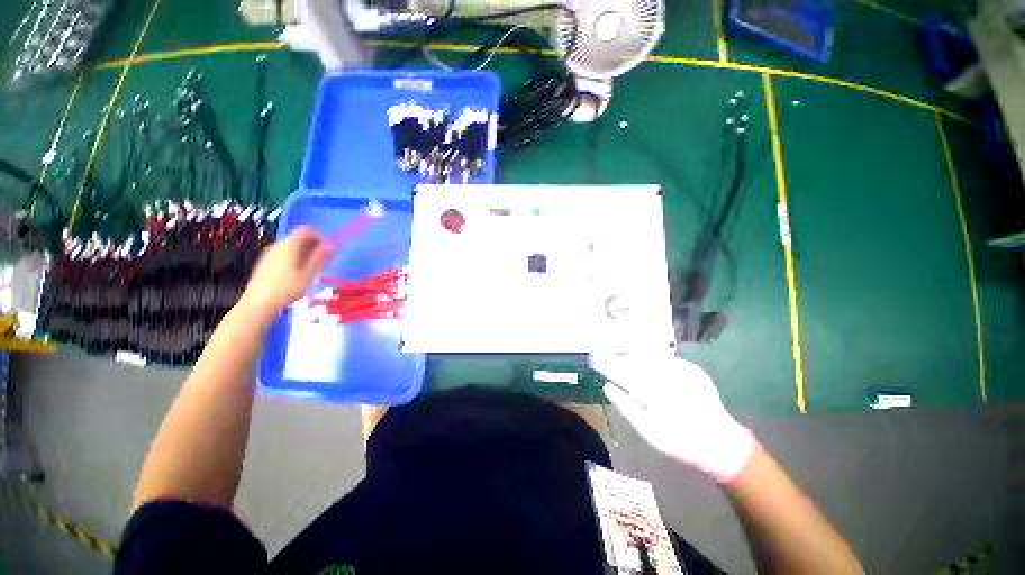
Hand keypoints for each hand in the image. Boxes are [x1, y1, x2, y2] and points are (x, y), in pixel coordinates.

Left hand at [239, 227, 330, 321]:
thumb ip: (319, 258)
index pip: (306, 230)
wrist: (259, 303)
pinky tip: (297, 275)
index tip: (326, 252)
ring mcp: (269, 254)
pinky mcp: (265, 263)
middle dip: (313, 247)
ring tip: (311, 271)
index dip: (319, 237)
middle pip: (299, 238)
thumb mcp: (308, 274)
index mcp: (289, 245)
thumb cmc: (287, 288)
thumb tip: (329, 246)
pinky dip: (295, 259)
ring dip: (305, 254)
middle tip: (323, 262)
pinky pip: (284, 254)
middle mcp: (278, 245)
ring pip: (292, 247)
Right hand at [592, 352, 754, 482]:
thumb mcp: (647, 430)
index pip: (623, 372)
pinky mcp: (693, 370)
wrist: (720, 443)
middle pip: (636, 360)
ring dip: (638, 361)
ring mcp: (682, 371)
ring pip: (650, 358)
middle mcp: (668, 377)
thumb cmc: (679, 441)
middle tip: (615, 366)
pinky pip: (666, 360)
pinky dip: (655, 364)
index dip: (607, 364)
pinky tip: (657, 375)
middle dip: (623, 361)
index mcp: (653, 393)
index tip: (595, 358)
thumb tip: (607, 387)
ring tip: (633, 370)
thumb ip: (625, 406)